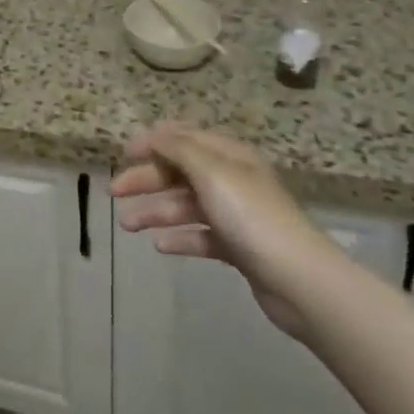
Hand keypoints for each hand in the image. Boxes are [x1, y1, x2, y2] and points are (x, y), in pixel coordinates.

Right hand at [111, 122, 341, 338]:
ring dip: (155, 211)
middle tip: (115, 193)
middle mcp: (232, 180)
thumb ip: (177, 149)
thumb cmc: (251, 216)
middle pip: (181, 172)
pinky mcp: (239, 248)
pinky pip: (201, 235)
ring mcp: (236, 215)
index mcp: (229, 155)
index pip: (184, 138)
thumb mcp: (211, 171)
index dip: (153, 142)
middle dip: (147, 179)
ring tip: (127, 225)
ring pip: (186, 205)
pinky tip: (160, 245)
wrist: (299, 279)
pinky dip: (180, 237)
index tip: (123, 154)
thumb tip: (153, 134)